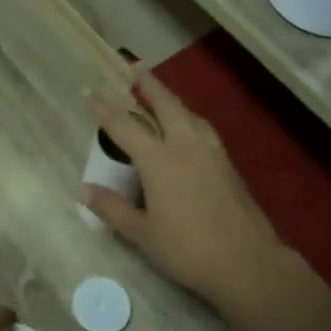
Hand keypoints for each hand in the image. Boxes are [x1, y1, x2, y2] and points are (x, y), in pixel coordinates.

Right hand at [83, 74, 286, 309]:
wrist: (246, 262)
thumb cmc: (187, 249)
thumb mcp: (142, 233)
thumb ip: (113, 209)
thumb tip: (84, 190)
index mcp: (159, 160)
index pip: (125, 126)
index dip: (105, 109)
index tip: (91, 93)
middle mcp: (186, 147)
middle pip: (166, 106)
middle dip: (150, 85)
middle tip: (137, 69)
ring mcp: (212, 154)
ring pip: (190, 116)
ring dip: (174, 102)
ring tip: (164, 99)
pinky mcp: (228, 167)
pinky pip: (205, 131)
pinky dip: (190, 121)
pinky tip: (191, 132)